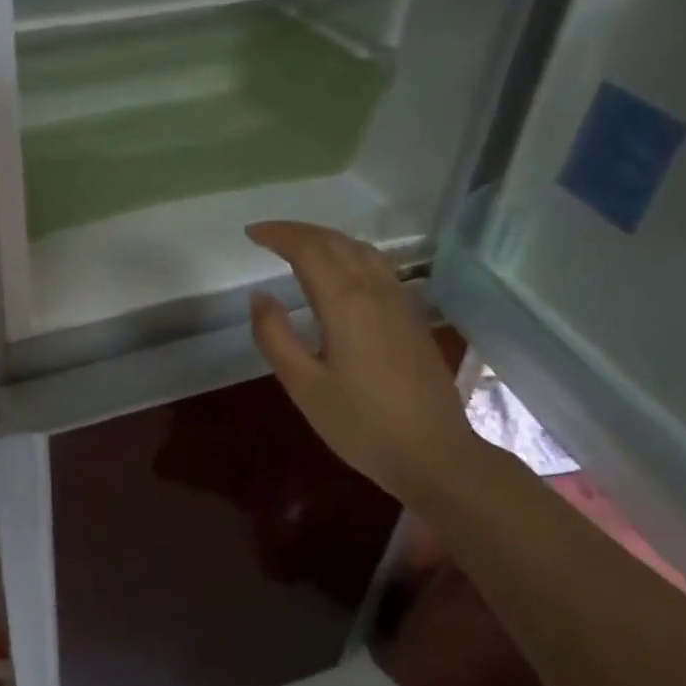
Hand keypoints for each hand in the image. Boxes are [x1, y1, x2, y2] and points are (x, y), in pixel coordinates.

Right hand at [246, 221, 484, 505]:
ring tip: (297, 245)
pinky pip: (377, 266)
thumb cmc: (361, 424)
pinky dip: (349, 253)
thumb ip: (275, 336)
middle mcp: (375, 291)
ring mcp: (399, 301)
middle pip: (336, 242)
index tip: (250, 233)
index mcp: (346, 303)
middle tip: (266, 235)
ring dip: (326, 239)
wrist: (434, 453)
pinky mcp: (411, 316)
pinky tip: (340, 270)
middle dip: (299, 231)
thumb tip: (260, 296)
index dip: (278, 235)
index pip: (309, 249)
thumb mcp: (304, 386)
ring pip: (361, 250)